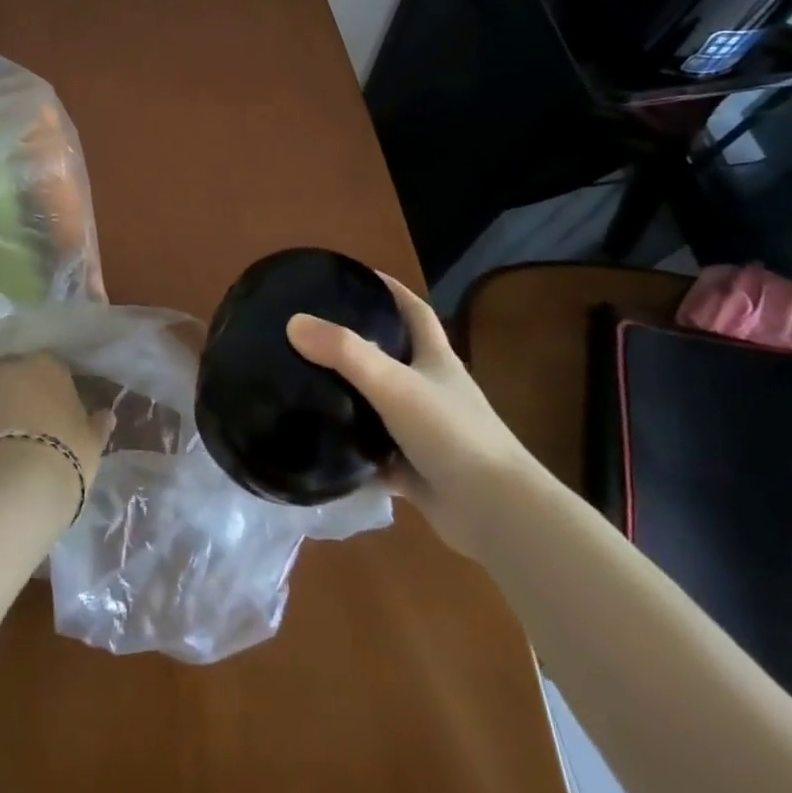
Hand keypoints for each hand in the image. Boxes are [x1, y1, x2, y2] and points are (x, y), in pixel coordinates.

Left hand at [0, 354, 115, 520]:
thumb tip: (106, 415)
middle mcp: (12, 368)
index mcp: (49, 365)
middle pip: (15, 378)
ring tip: (2, 447)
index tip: (56, 413)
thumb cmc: (65, 455)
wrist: (15, 486)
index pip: (51, 369)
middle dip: (18, 396)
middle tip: (27, 427)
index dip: (52, 392)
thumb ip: (97, 425)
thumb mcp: (92, 444)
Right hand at [286, 272, 541, 559]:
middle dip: (360, 342)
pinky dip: (353, 453)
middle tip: (315, 332)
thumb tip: (294, 321)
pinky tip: (320, 448)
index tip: (356, 276)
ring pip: (382, 407)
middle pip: (395, 356)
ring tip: (306, 383)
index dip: (390, 289)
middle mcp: (432, 391)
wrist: (497, 515)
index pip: (414, 311)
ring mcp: (425, 433)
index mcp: (436, 360)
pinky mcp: (416, 472)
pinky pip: (376, 456)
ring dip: (352, 398)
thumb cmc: (452, 435)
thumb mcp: (394, 384)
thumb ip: (345, 352)